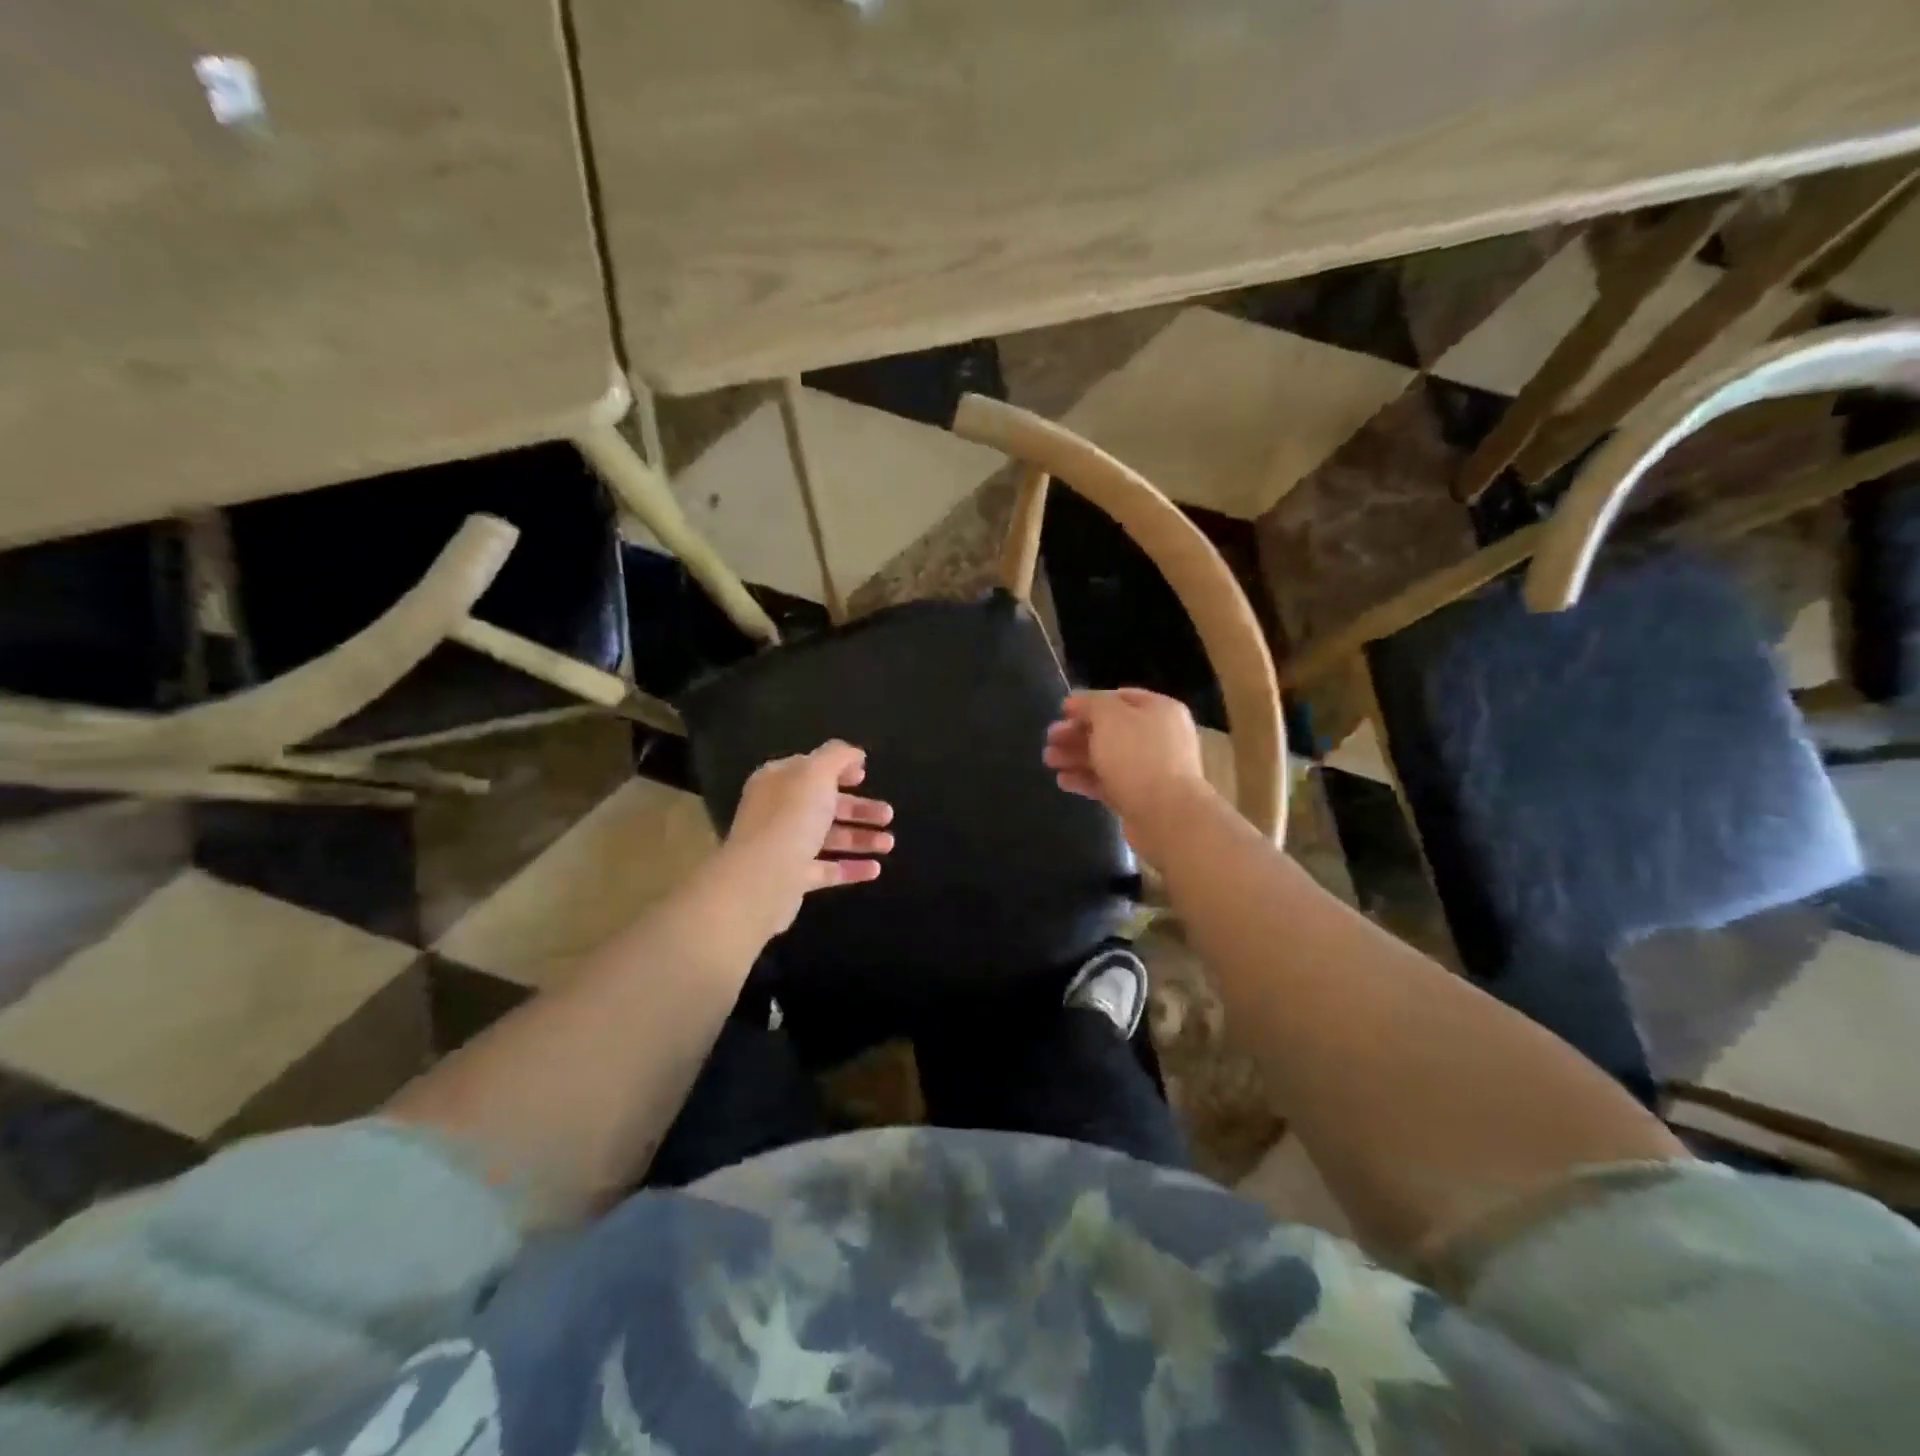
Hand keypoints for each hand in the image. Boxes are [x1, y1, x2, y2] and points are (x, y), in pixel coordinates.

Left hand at [713, 740, 894, 938]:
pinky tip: (875, 869)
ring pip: (827, 838)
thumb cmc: (791, 817)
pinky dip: (851, 868)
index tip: (864, 775)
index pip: (809, 768)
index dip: (838, 768)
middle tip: (888, 814)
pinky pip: (826, 870)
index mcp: (778, 781)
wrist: (763, 879)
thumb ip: (838, 756)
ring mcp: (783, 846)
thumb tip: (854, 754)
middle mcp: (777, 811)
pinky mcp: (791, 878)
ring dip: (860, 838)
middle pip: (823, 805)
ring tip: (889, 844)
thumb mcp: (816, 772)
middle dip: (858, 808)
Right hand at [1043, 688, 1211, 862]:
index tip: (1061, 711)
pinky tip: (1063, 781)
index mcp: (1159, 710)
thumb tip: (1077, 702)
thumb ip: (1091, 704)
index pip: (1119, 698)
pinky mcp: (1141, 797)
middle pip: (1111, 729)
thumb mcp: (1109, 717)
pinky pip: (1110, 782)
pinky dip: (1086, 779)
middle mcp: (1159, 736)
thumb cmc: (1137, 756)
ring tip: (1048, 761)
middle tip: (1049, 738)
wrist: (1166, 815)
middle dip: (1077, 733)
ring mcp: (1152, 769)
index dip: (1088, 702)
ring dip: (1076, 756)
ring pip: (1108, 757)